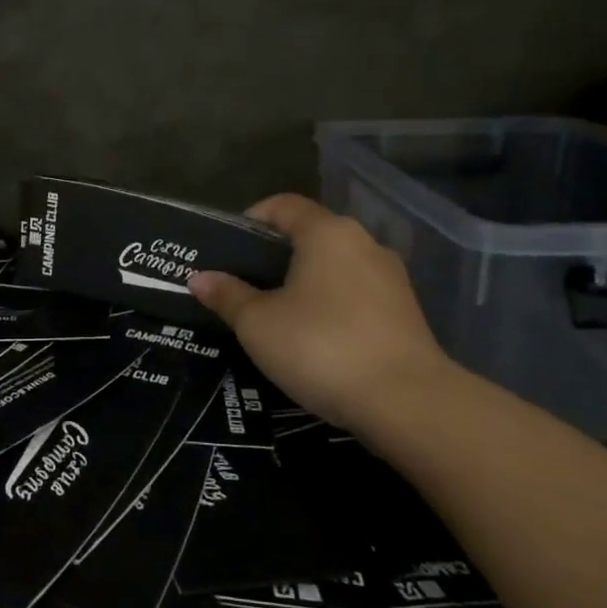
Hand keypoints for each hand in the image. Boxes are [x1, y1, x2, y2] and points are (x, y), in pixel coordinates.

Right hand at [190, 193, 455, 431]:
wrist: (407, 403)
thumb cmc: (320, 346)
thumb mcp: (258, 323)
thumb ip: (227, 295)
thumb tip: (199, 277)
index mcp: (326, 232)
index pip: (283, 204)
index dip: (251, 218)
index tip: (227, 247)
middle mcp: (363, 243)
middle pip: (310, 234)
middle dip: (274, 254)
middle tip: (241, 284)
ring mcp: (390, 278)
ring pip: (334, 266)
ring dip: (303, 281)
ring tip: (273, 313)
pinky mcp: (405, 312)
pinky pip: (355, 293)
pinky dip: (330, 303)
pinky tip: (312, 336)